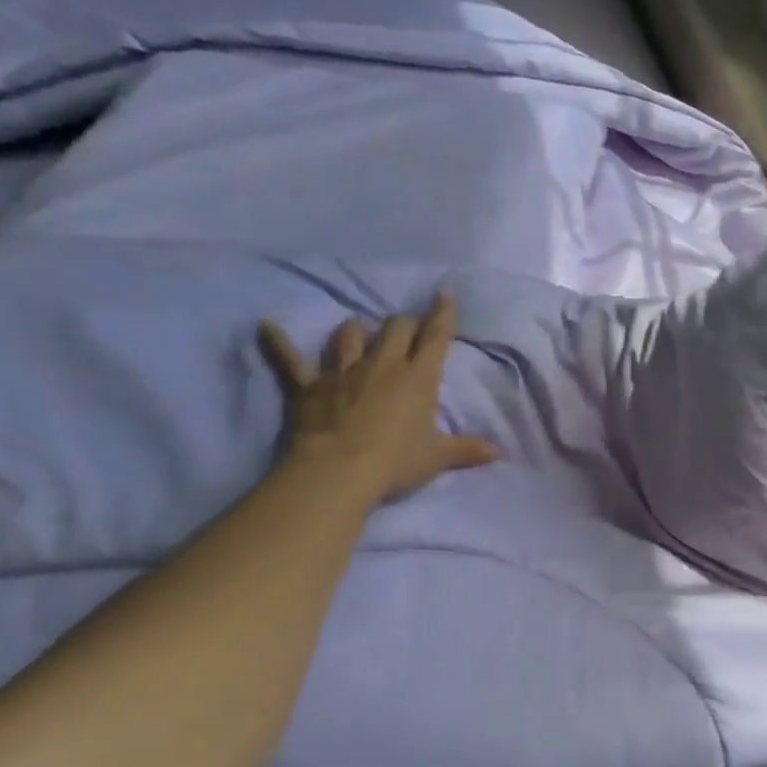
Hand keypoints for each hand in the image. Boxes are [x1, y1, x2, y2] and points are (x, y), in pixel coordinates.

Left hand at [259, 294, 500, 505]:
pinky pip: (291, 359)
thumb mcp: (438, 457)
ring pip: (350, 335)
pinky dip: (278, 343)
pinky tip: (266, 327)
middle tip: (407, 328)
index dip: (442, 315)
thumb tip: (499, 452)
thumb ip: (468, 450)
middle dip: (404, 324)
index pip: (435, 337)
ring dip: (357, 330)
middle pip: (395, 329)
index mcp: (419, 378)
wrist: (340, 471)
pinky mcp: (310, 385)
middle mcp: (383, 365)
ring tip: (360, 331)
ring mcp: (344, 372)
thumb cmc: (396, 461)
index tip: (444, 294)